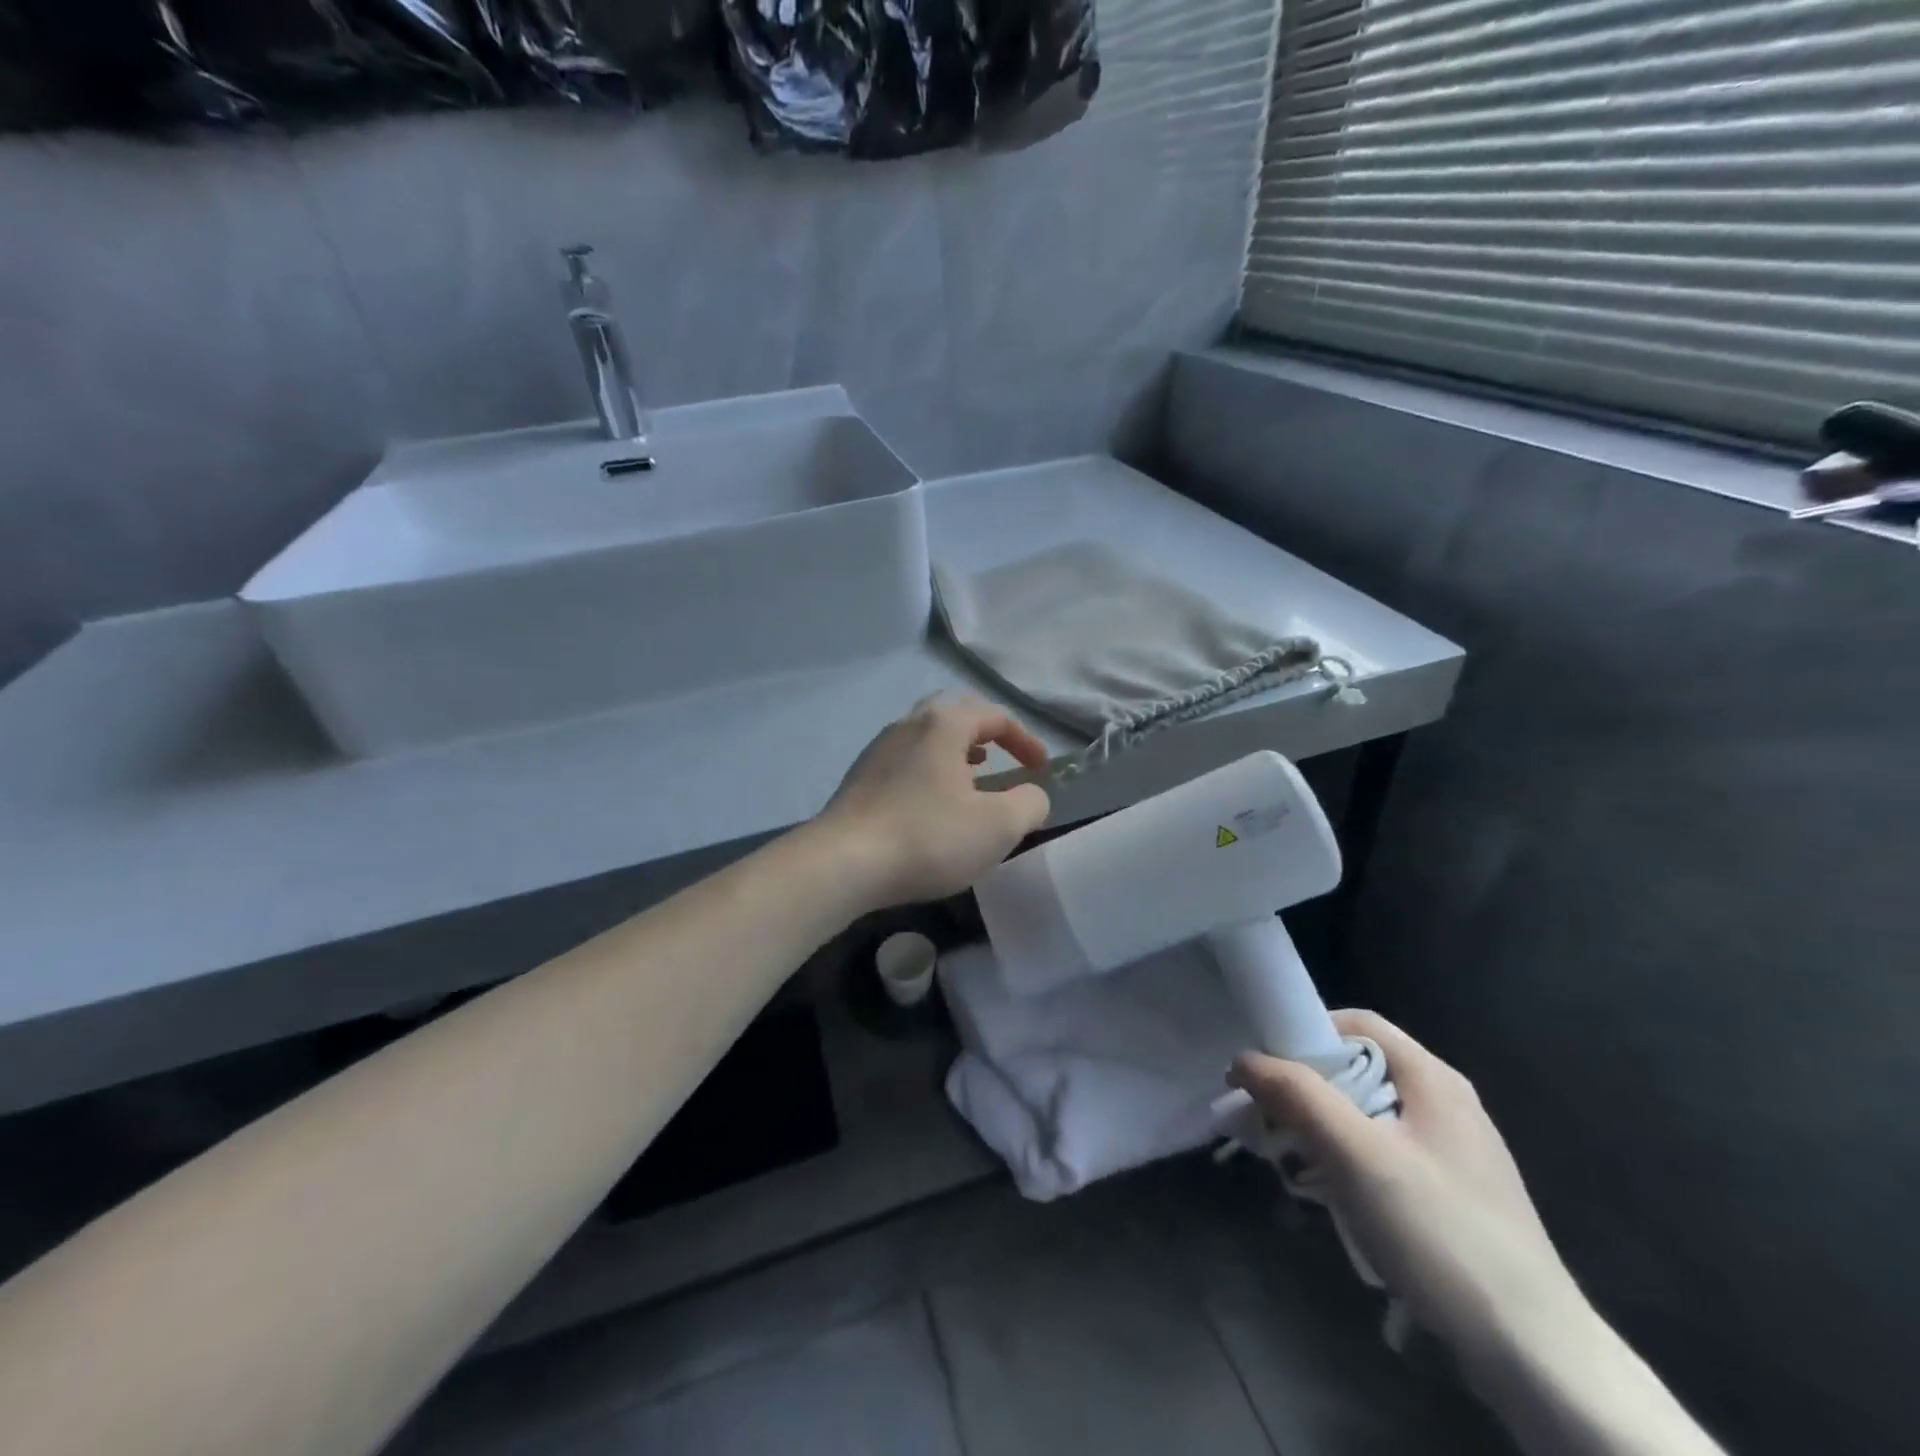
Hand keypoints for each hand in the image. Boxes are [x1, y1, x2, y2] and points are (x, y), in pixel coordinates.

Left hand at [817, 695, 1051, 912]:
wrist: (843, 863)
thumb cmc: (928, 837)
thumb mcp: (998, 826)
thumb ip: (1029, 803)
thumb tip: (1031, 795)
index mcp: (943, 724)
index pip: (995, 716)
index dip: (1026, 740)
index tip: (1042, 770)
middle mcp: (908, 724)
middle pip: (954, 713)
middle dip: (985, 733)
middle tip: (1003, 757)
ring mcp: (878, 749)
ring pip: (926, 737)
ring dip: (956, 752)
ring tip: (973, 778)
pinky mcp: (859, 778)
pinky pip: (906, 761)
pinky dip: (930, 770)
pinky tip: (933, 803)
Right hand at [1229, 1010, 1586, 1364]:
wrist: (1535, 1354)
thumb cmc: (1439, 1232)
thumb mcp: (1356, 1155)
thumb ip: (1298, 1095)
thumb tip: (1243, 1058)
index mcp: (1432, 1079)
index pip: (1356, 1023)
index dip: (1305, 1034)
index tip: (1268, 1070)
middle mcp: (1445, 1103)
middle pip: (1358, 1069)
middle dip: (1306, 1090)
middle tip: (1269, 1122)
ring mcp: (1453, 1151)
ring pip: (1367, 1115)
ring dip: (1322, 1131)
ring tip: (1294, 1166)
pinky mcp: (1452, 1194)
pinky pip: (1384, 1155)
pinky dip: (1349, 1163)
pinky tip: (1336, 1199)